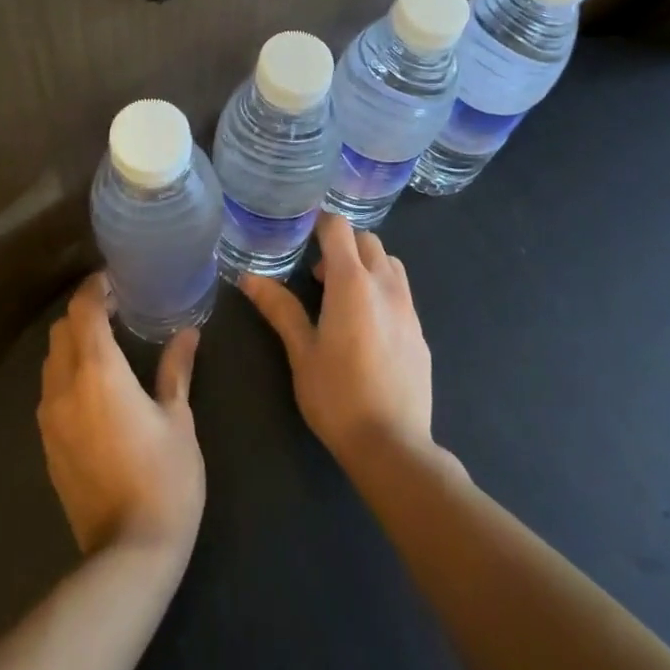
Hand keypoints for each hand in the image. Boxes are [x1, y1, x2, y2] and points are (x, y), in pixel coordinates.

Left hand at [38, 273, 204, 559]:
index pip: (83, 310)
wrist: (128, 553)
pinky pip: (50, 390)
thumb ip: (176, 370)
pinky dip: (67, 372)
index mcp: (99, 372)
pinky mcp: (47, 444)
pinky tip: (95, 386)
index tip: (117, 280)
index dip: (96, 288)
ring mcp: (50, 417)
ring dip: (73, 342)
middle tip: (118, 310)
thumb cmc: (165, 479)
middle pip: (62, 329)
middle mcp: (65, 387)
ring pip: (52, 359)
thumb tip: (188, 333)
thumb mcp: (179, 419)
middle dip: (84, 312)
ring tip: (107, 344)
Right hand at [241, 213, 435, 470]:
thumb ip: (280, 308)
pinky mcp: (420, 331)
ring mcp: (408, 307)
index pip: (338, 228)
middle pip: (367, 240)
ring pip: (389, 262)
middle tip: (318, 274)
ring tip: (343, 296)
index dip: (319, 224)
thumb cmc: (337, 396)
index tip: (301, 234)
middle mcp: (385, 285)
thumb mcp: (301, 352)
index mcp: (352, 282)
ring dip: (366, 264)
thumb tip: (249, 277)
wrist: (393, 445)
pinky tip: (367, 325)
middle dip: (343, 244)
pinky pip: (401, 292)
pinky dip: (382, 289)